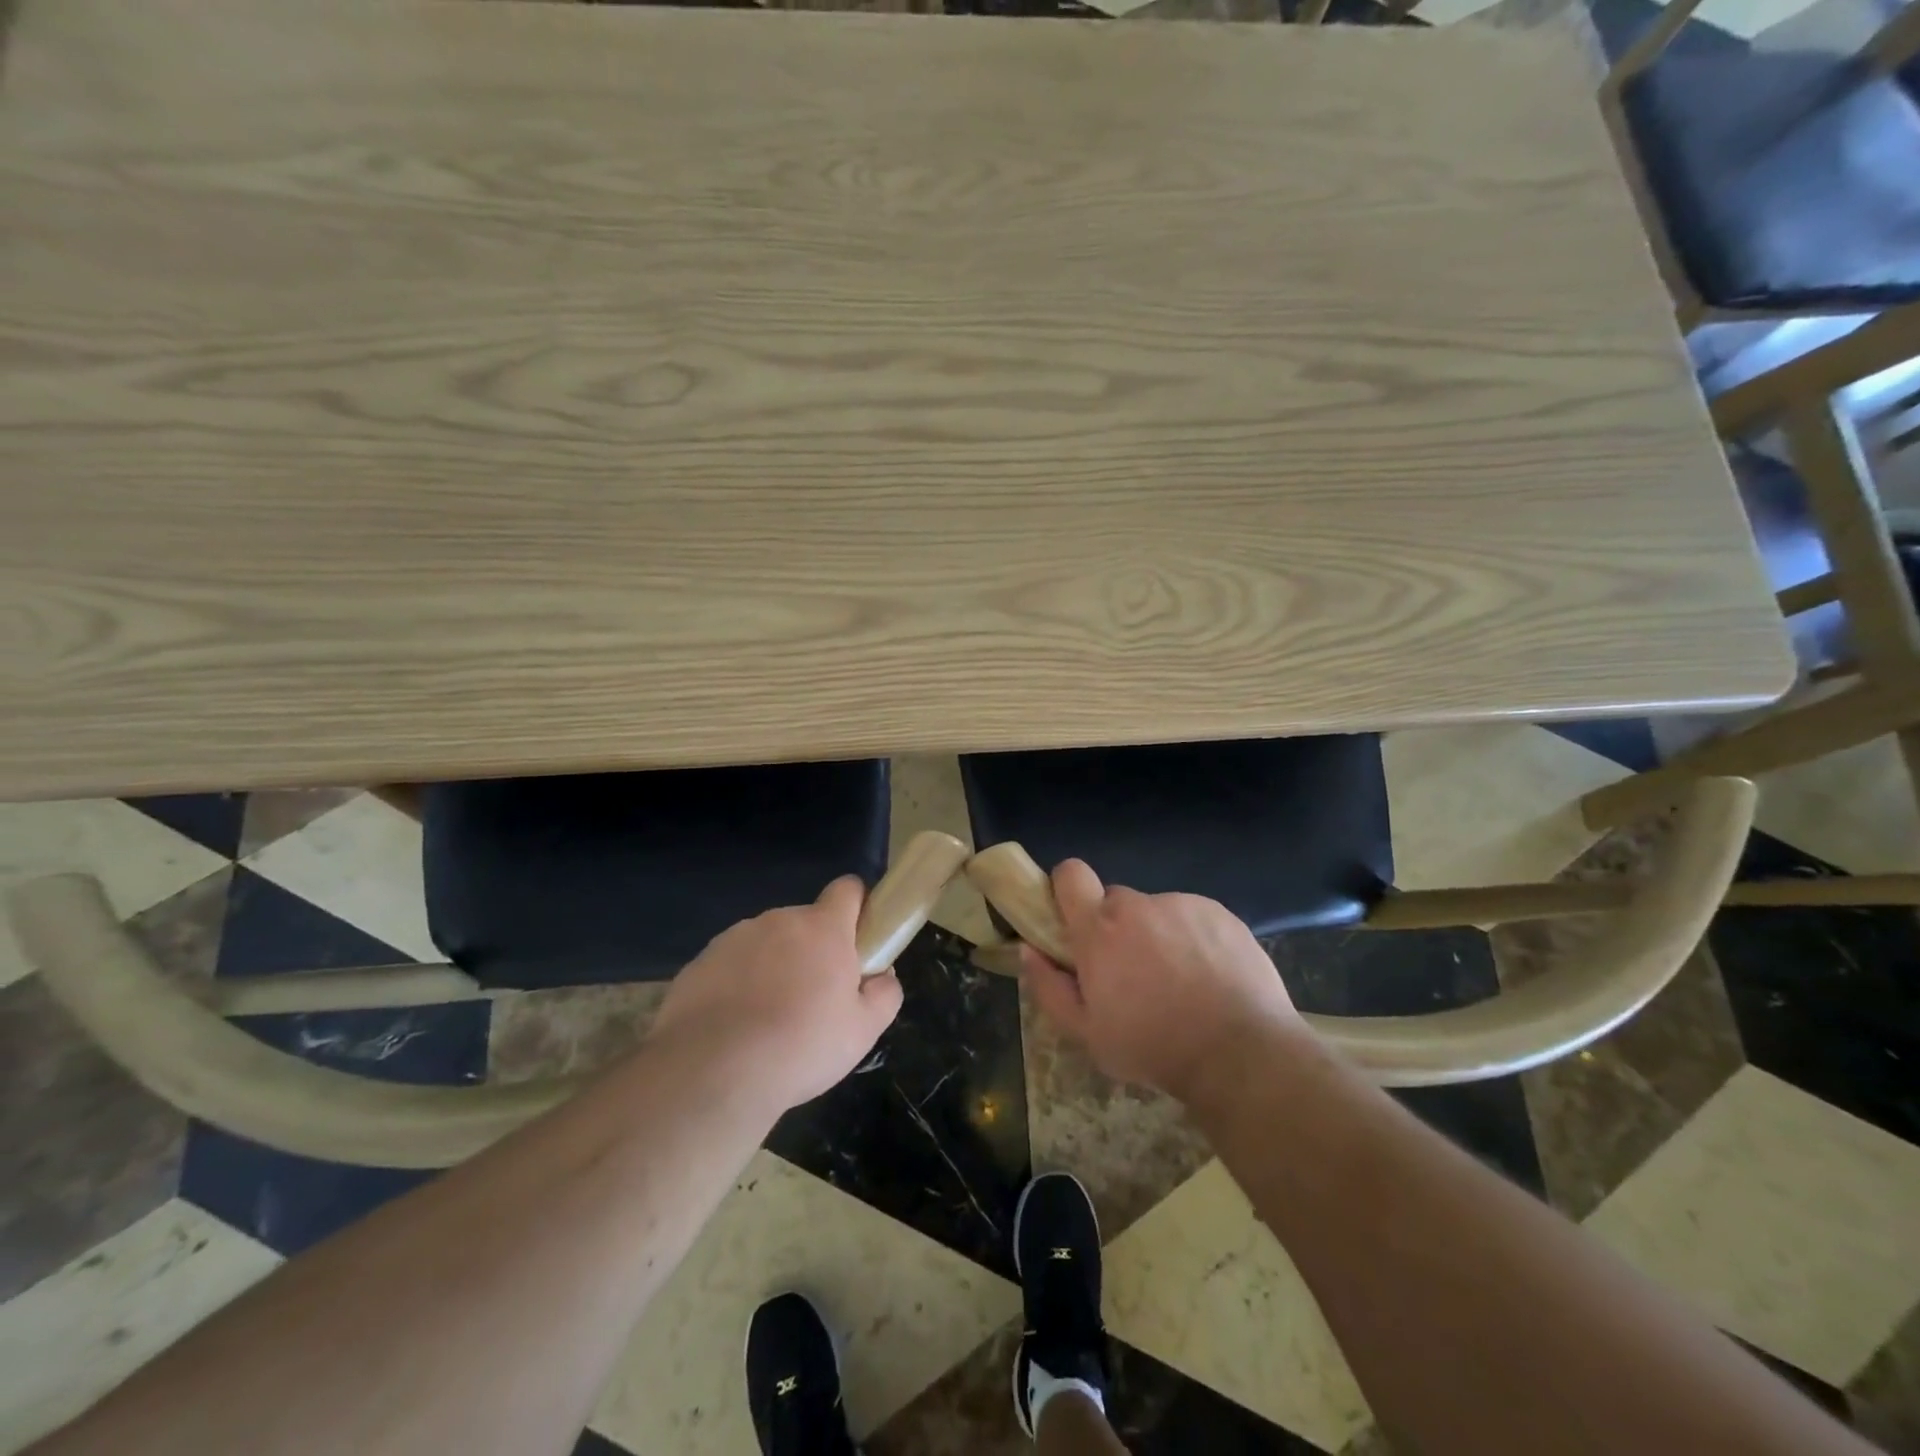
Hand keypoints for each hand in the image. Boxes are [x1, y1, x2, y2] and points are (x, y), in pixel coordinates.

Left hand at [650, 876, 903, 1112]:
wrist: (711, 1073)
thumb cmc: (800, 1046)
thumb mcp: (863, 1030)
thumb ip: (884, 994)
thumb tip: (882, 975)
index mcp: (823, 928)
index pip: (848, 889)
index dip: (858, 908)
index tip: (858, 942)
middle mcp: (779, 920)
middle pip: (806, 922)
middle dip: (814, 950)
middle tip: (815, 999)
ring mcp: (735, 937)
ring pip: (767, 943)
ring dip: (775, 966)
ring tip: (768, 1020)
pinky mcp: (700, 961)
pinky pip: (732, 964)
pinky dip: (738, 984)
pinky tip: (734, 1027)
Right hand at [1022, 859, 1308, 1103]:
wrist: (1241, 1053)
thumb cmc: (1153, 1047)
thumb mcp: (1087, 1034)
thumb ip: (1049, 987)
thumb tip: (1029, 949)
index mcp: (1099, 930)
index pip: (1070, 874)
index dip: (1067, 889)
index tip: (1073, 919)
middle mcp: (1137, 906)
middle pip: (1115, 901)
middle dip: (1117, 929)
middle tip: (1133, 972)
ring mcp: (1182, 905)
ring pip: (1157, 912)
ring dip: (1158, 935)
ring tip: (1181, 982)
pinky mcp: (1221, 913)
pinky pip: (1193, 917)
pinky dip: (1194, 938)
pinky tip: (1210, 977)